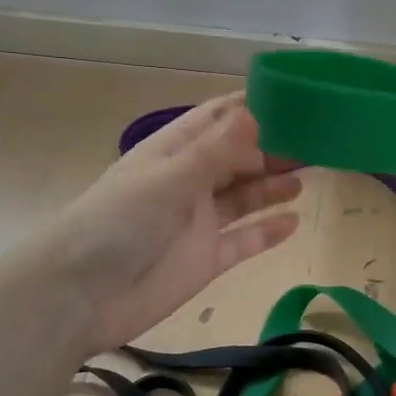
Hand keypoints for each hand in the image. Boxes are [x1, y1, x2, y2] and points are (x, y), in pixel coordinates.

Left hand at [28, 93, 301, 352]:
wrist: (80, 297)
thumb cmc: (117, 224)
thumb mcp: (167, 179)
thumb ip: (215, 150)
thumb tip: (255, 112)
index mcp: (173, 153)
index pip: (216, 119)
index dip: (250, 107)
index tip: (291, 98)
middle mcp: (188, 182)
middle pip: (237, 158)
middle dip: (272, 148)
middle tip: (315, 141)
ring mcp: (198, 222)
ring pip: (244, 197)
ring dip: (273, 185)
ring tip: (309, 175)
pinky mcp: (206, 259)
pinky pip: (244, 240)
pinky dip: (268, 231)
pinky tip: (295, 220)